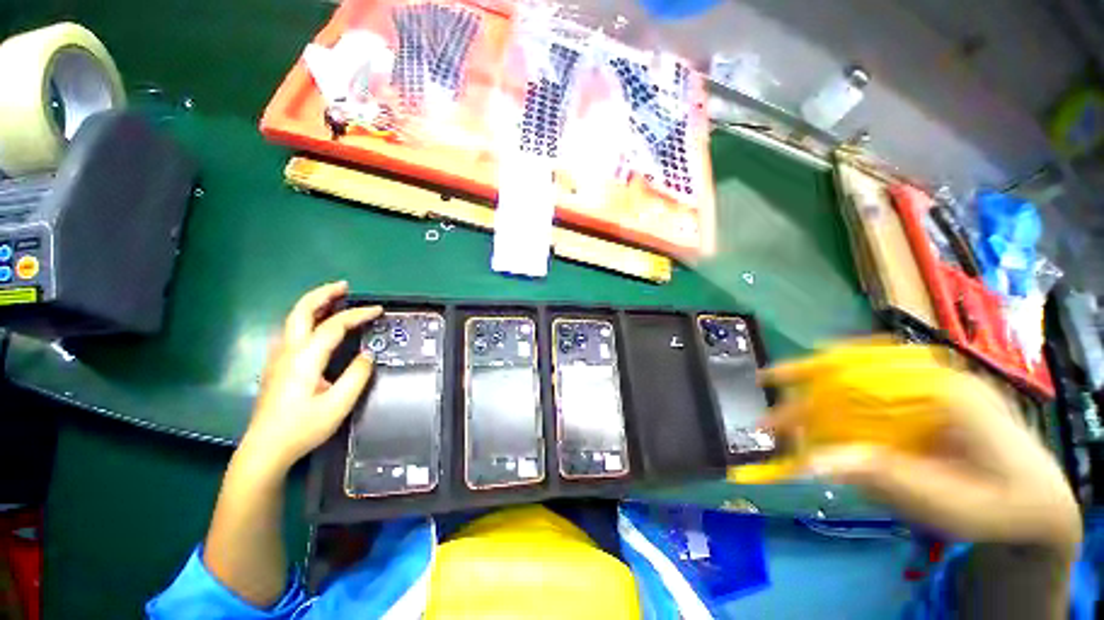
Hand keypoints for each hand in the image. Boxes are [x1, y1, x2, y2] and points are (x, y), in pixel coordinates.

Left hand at [240, 281, 380, 472]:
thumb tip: (367, 355)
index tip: (378, 310)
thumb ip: (357, 376)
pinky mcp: (276, 365)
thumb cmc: (302, 427)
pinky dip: (306, 318)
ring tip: (334, 299)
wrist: (265, 449)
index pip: (333, 326)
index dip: (358, 314)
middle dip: (323, 294)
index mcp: (305, 358)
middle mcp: (288, 351)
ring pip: (292, 319)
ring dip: (313, 304)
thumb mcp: (338, 404)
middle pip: (301, 311)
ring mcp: (278, 357)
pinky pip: (291, 331)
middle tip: (344, 286)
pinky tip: (315, 326)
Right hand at [764, 339, 1080, 559]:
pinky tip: (828, 409)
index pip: (861, 370)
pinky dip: (842, 395)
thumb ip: (883, 479)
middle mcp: (935, 374)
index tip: (769, 382)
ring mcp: (933, 381)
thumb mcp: (944, 504)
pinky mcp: (927, 394)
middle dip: (806, 381)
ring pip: (862, 369)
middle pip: (856, 364)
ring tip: (792, 409)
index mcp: (945, 389)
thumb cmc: (998, 507)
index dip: (809, 376)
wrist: (1036, 504)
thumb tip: (814, 462)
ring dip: (821, 389)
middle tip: (774, 405)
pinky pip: (875, 384)